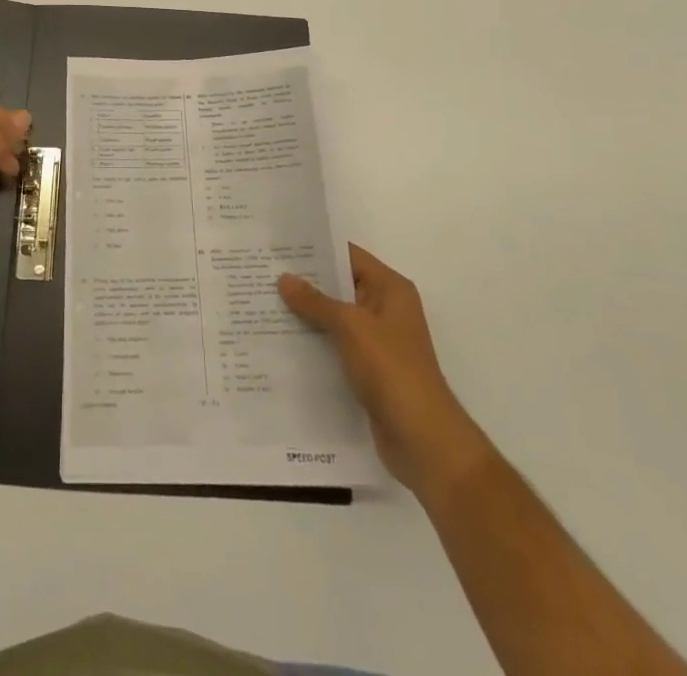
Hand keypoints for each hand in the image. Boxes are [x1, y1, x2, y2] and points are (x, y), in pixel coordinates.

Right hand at [280, 245, 490, 502]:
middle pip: (339, 286)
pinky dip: (313, 342)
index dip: (315, 249)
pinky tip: (281, 341)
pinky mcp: (368, 370)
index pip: (348, 255)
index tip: (279, 246)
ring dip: (306, 314)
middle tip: (263, 274)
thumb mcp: (351, 327)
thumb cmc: (392, 371)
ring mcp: (377, 342)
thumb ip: (316, 301)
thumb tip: (284, 278)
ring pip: (335, 318)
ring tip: (264, 304)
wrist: (423, 440)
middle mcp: (385, 309)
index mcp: (390, 290)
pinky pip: (335, 345)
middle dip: (304, 282)